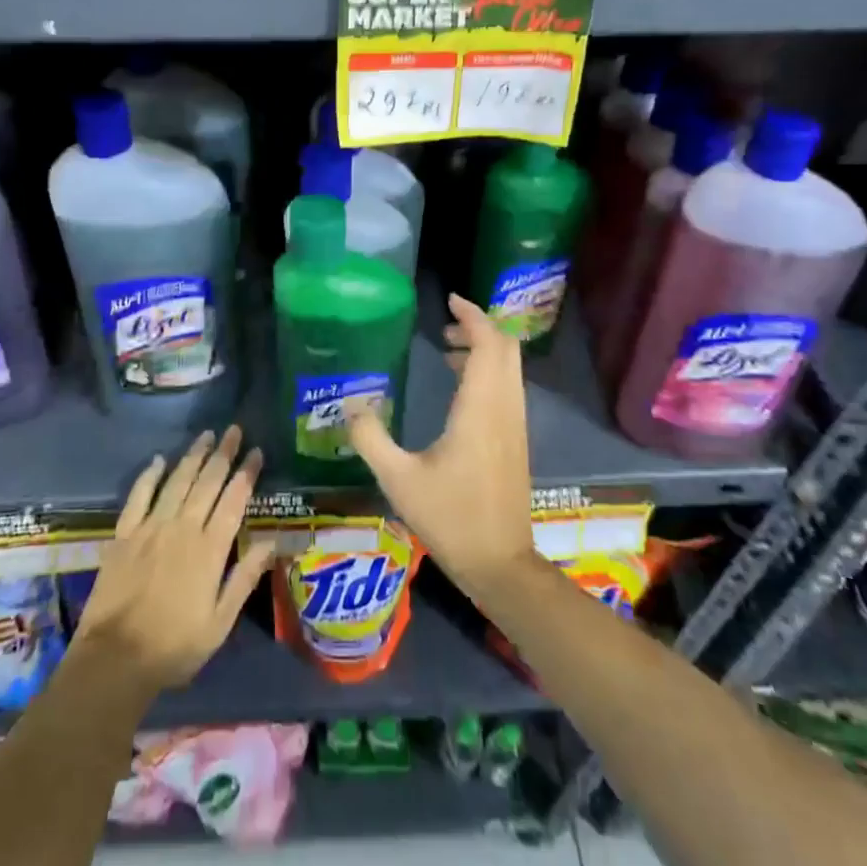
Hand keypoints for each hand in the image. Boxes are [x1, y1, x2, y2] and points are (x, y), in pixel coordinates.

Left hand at [72, 426, 277, 694]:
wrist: (114, 660)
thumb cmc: (174, 647)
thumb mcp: (220, 622)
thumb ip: (245, 578)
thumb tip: (271, 542)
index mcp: (209, 550)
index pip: (233, 500)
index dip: (246, 473)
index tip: (256, 451)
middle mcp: (182, 528)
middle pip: (207, 482)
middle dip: (223, 453)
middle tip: (234, 430)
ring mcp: (150, 528)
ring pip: (176, 481)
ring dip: (193, 456)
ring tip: (206, 435)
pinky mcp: (124, 534)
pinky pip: (139, 496)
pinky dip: (149, 475)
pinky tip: (159, 460)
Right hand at [344, 294, 536, 597]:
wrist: (501, 564)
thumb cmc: (451, 518)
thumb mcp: (398, 479)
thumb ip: (371, 437)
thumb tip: (350, 403)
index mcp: (480, 408)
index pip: (488, 344)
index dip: (473, 316)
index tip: (450, 301)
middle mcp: (504, 408)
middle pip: (506, 349)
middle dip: (479, 328)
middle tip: (445, 325)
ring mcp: (515, 424)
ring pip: (510, 368)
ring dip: (484, 350)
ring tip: (446, 350)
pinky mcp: (516, 440)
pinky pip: (508, 388)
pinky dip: (488, 372)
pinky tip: (458, 388)